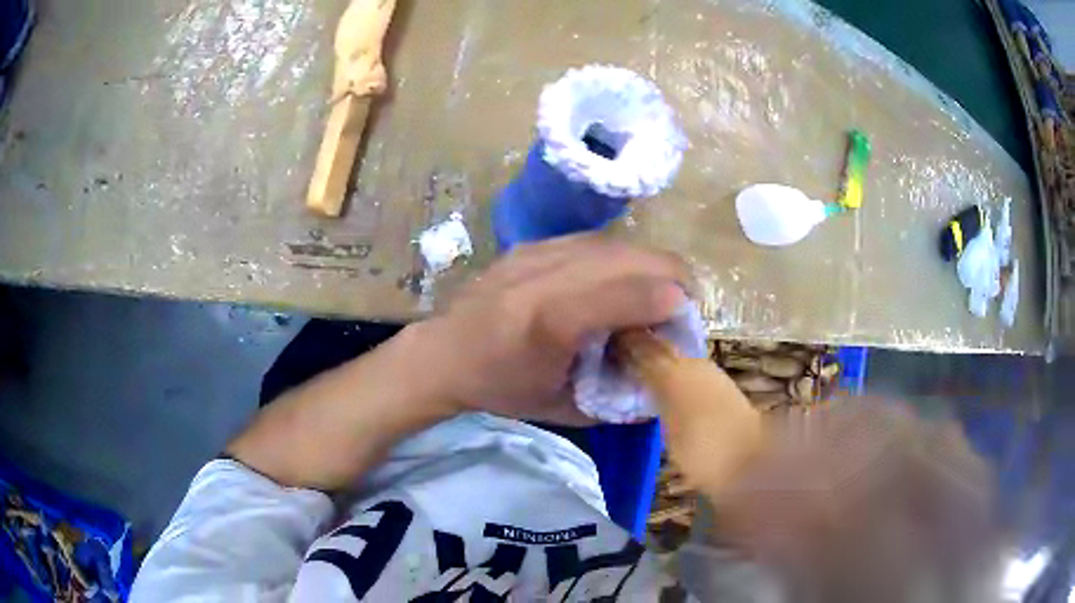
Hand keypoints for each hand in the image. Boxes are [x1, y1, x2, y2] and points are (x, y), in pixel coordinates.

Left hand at [410, 234, 689, 424]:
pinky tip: (621, 280)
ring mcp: (536, 253)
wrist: (443, 353)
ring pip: (616, 243)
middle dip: (673, 275)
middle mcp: (545, 275)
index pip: (626, 293)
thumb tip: (664, 381)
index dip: (670, 300)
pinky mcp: (531, 245)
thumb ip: (618, 398)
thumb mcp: (562, 408)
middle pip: (630, 256)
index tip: (688, 320)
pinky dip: (621, 258)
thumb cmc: (501, 387)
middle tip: (684, 304)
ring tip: (659, 290)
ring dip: (650, 263)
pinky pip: (593, 241)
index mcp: (550, 322)